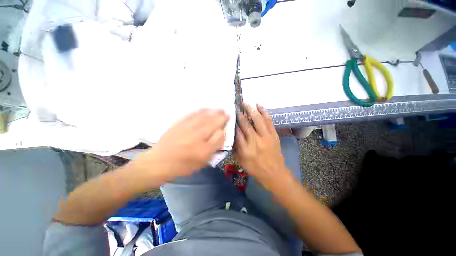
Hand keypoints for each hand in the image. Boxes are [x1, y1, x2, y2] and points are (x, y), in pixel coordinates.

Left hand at [131, 109, 228, 183]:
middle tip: (225, 111)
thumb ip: (214, 147)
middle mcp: (197, 134)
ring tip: (218, 109)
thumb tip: (221, 133)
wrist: (159, 162)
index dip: (224, 123)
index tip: (228, 119)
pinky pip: (192, 114)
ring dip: (212, 111)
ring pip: (203, 116)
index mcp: (204, 146)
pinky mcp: (179, 123)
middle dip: (220, 115)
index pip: (219, 131)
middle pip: (212, 121)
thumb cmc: (183, 165)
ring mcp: (188, 127)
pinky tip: (204, 109)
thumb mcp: (202, 161)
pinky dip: (200, 110)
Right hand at [234, 104, 289, 188]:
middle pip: (246, 125)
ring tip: (246, 103)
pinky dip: (264, 113)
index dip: (233, 123)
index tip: (230, 116)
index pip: (237, 133)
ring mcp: (266, 137)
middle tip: (236, 106)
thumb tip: (232, 135)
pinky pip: (269, 121)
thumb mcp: (241, 161)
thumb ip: (235, 148)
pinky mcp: (274, 135)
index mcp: (246, 149)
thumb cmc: (256, 169)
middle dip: (240, 114)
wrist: (275, 173)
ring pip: (258, 120)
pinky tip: (259, 106)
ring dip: (251, 111)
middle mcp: (255, 141)